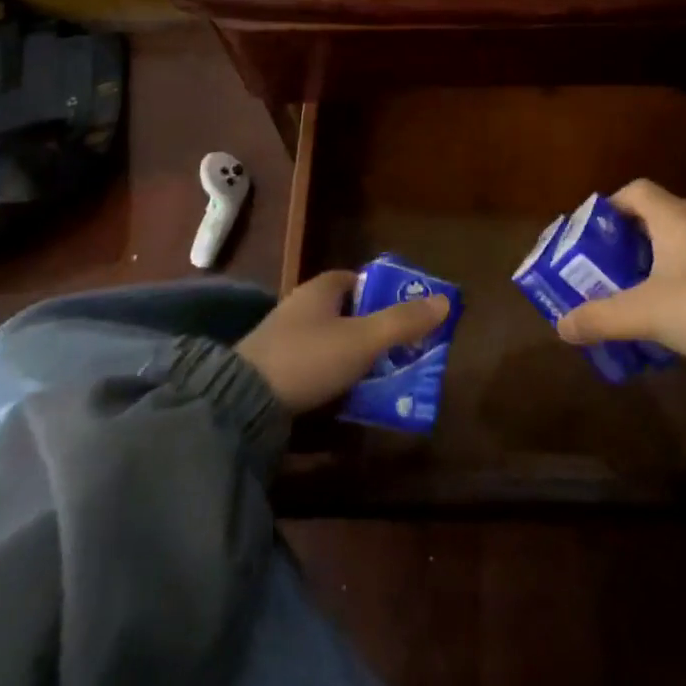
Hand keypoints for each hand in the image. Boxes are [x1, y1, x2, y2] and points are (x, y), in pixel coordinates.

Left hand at [236, 271, 450, 414]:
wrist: (240, 404)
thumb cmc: (308, 358)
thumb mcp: (363, 340)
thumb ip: (403, 322)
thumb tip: (445, 301)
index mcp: (321, 289)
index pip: (360, 281)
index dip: (385, 295)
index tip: (408, 316)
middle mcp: (302, 307)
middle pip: (349, 313)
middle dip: (375, 331)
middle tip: (403, 353)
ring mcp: (285, 340)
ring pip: (333, 343)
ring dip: (356, 359)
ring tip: (384, 381)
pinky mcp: (275, 372)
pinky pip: (316, 368)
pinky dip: (335, 379)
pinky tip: (349, 399)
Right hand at [553, 180, 685, 395]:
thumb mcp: (644, 313)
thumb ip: (600, 317)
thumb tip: (561, 326)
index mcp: (674, 216)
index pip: (636, 190)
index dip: (610, 208)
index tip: (592, 238)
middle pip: (656, 219)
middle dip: (628, 244)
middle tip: (607, 273)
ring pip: (681, 246)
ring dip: (657, 267)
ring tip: (637, 298)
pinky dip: (684, 284)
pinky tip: (677, 317)